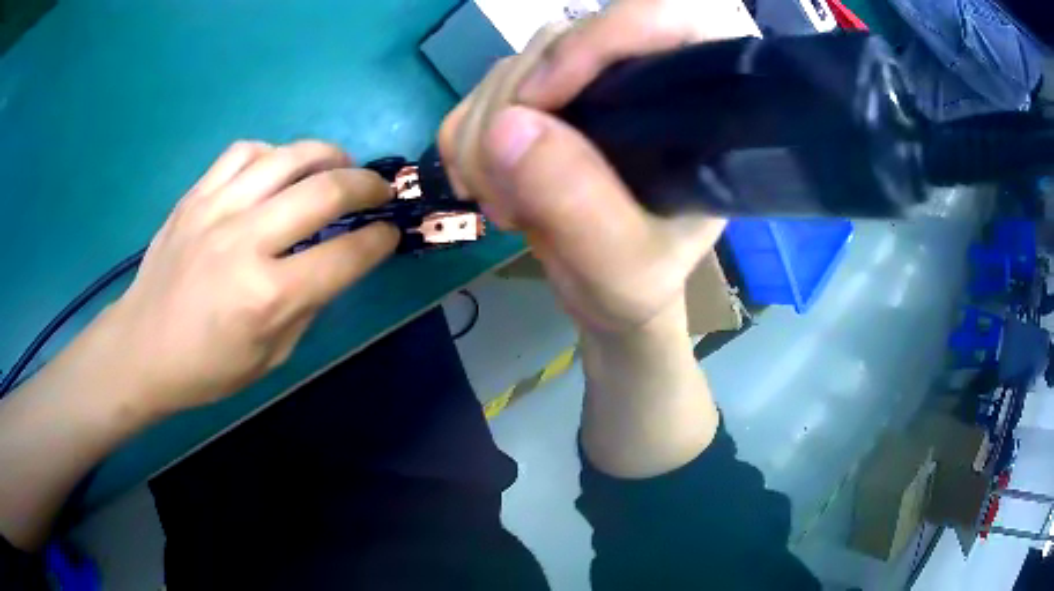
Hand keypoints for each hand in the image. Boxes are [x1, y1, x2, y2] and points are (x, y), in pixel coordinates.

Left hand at [105, 141, 397, 414]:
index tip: (390, 233)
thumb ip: (307, 305)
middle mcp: (245, 242)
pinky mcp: (195, 196)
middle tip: (380, 190)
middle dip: (367, 185)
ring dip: (327, 155)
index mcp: (268, 296)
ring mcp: (216, 210)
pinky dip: (273, 153)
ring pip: (287, 156)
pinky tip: (278, 168)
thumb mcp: (271, 357)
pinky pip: (244, 152)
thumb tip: (334, 263)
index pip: (345, 255)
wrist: (141, 348)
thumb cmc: (206, 368)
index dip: (379, 240)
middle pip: (325, 190)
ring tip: (339, 165)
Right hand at [439, 0, 758, 334]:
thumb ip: (578, 202)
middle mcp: (636, 77)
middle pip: (558, 41)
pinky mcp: (535, 103)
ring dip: (482, 139)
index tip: (538, 103)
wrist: (605, 294)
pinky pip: (476, 96)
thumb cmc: (638, 283)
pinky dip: (462, 142)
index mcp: (692, 103)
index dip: (593, 43)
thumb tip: (506, 127)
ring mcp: (579, 85)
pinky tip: (485, 188)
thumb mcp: (621, 266)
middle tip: (511, 200)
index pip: (656, 19)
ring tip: (508, 208)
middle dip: (513, 115)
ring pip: (508, 68)